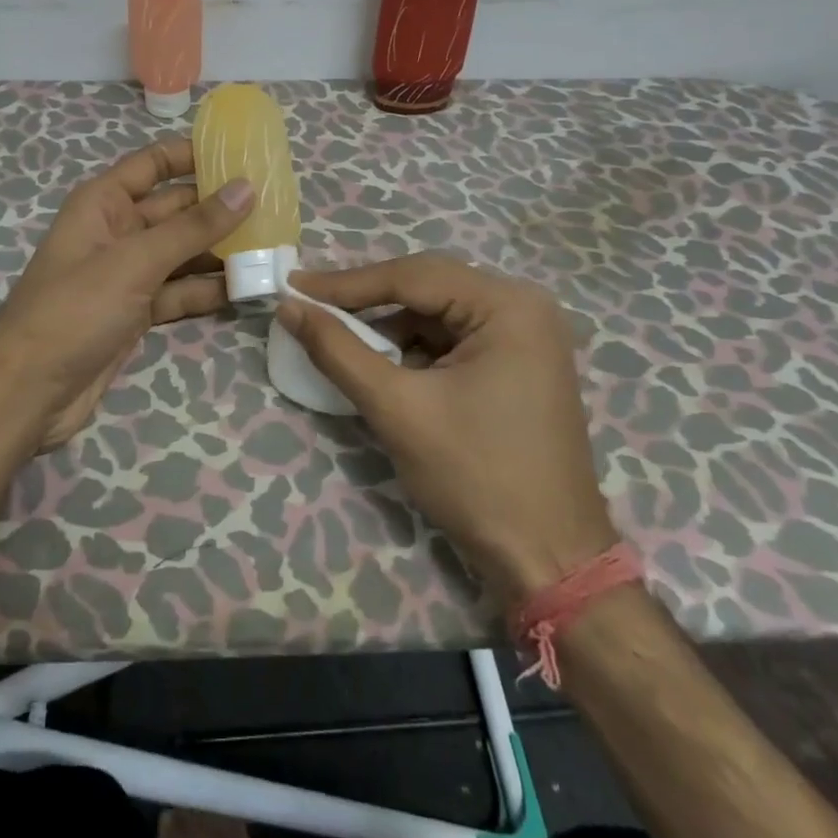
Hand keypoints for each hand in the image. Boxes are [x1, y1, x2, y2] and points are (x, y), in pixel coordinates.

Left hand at [0, 139, 252, 451]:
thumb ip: (193, 227)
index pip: (153, 164)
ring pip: (182, 253)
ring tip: (273, 249)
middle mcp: (116, 231)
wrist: (29, 393)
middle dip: (220, 209)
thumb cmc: (75, 310)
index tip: (242, 153)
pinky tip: (246, 290)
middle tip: (277, 207)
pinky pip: (179, 291)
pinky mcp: (136, 312)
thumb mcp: (135, 261)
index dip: (193, 154)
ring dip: (221, 253)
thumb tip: (245, 188)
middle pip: (176, 210)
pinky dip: (207, 291)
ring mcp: (127, 274)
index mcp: (103, 203)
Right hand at [276, 254, 615, 601]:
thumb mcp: (397, 408)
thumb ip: (338, 350)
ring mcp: (526, 337)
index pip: (412, 277)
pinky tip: (385, 368)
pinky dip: (414, 350)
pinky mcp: (519, 365)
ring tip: (341, 340)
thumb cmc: (475, 476)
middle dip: (367, 302)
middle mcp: (524, 307)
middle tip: (310, 305)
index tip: (294, 285)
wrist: (548, 561)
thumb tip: (289, 306)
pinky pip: (453, 339)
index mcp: (508, 306)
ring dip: (389, 328)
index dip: (346, 283)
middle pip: (427, 288)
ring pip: (437, 314)